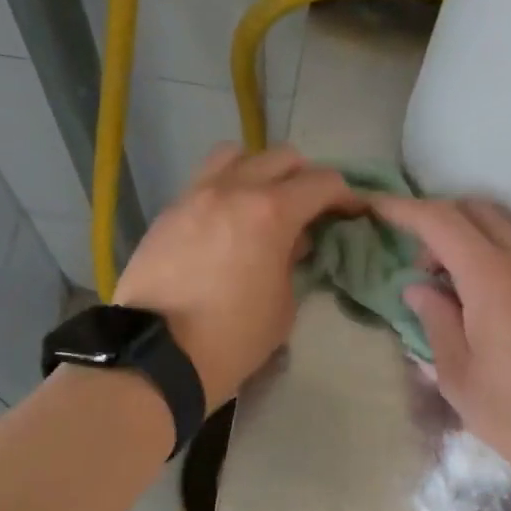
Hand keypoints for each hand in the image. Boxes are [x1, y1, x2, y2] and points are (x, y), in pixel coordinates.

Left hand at [114, 144, 360, 409]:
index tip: (352, 211)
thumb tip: (292, 242)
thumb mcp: (282, 307)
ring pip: (236, 155)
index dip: (345, 195)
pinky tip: (226, 222)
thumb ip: (292, 263)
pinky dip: (225, 189)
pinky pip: (204, 181)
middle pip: (281, 157)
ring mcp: (194, 196)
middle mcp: (232, 190)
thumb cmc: (232, 339)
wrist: (158, 355)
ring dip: (259, 170)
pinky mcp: (168, 212)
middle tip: (310, 209)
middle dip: (305, 178)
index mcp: (270, 212)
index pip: (321, 183)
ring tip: (262, 202)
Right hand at [373, 196, 510, 497]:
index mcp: (494, 278)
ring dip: (467, 241)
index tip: (374, 208)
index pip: (441, 222)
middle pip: (476, 211)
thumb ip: (435, 320)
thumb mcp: (458, 375)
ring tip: (447, 290)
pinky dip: (492, 257)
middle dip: (438, 222)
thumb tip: (418, 288)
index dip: (403, 210)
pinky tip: (480, 303)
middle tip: (418, 268)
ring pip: (502, 229)